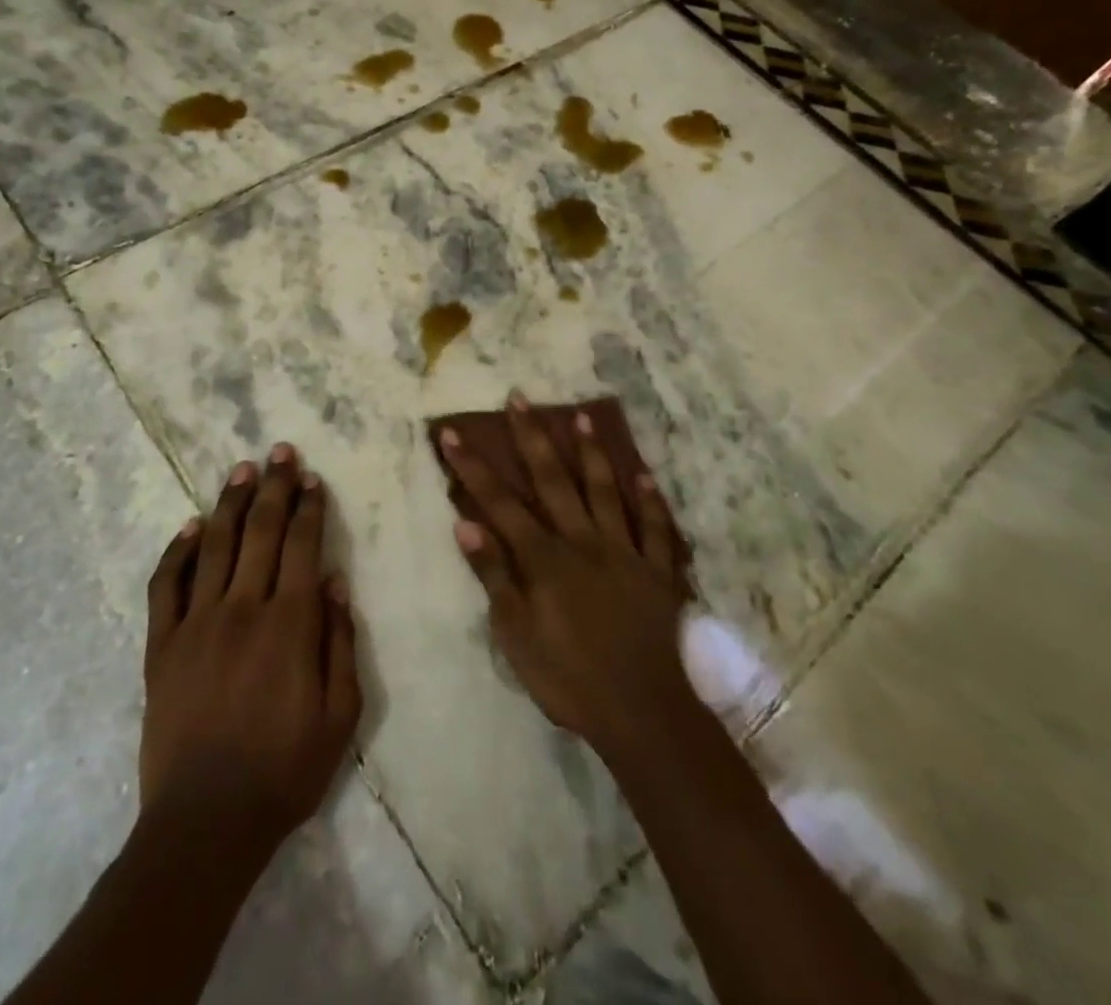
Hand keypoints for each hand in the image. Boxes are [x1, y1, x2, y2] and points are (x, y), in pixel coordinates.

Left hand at [140, 444, 361, 858]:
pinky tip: (188, 526)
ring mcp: (196, 623)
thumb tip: (335, 581)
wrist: (206, 822)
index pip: (303, 545)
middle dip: (275, 487)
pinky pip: (166, 585)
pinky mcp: (161, 645)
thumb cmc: (285, 770)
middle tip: (280, 452)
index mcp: (290, 624)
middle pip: (261, 531)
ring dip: (231, 503)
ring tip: (242, 470)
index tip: (312, 478)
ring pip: (215, 545)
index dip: (309, 507)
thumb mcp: (341, 716)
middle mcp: (243, 608)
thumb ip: (340, 642)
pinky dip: (176, 551)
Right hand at [438, 395, 695, 763]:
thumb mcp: (516, 635)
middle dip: (532, 438)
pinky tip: (644, 473)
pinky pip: (655, 527)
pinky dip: (649, 499)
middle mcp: (583, 541)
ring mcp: (624, 551)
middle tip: (520, 399)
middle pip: (553, 480)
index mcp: (544, 558)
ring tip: (580, 416)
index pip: (499, 502)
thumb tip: (465, 523)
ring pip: (605, 490)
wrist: (643, 712)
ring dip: (591, 452)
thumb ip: (494, 576)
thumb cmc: (569, 678)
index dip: (473, 466)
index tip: (452, 432)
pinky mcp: (658, 570)